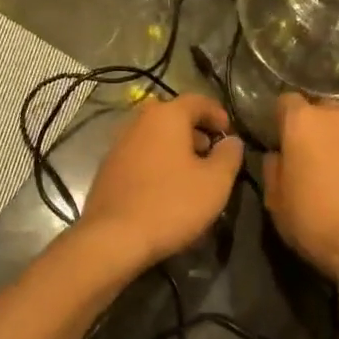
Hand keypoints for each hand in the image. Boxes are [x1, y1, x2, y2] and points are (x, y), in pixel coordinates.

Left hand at [76, 94, 242, 273]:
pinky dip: (156, 162)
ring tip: (190, 173)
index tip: (229, 133)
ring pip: (153, 136)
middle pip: (172, 116)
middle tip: (210, 152)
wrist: (113, 238)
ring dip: (174, 147)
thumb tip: (232, 141)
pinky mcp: (107, 168)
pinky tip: (165, 187)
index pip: (197, 100)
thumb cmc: (171, 204)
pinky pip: (139, 155)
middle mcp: (138, 122)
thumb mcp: (215, 182)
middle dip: (194, 130)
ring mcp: (118, 144)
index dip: (217, 114)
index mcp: (166, 116)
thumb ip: (229, 156)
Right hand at [261, 93, 338, 290]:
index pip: (286, 101)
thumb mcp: (276, 203)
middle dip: (317, 128)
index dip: (283, 119)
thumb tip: (277, 155)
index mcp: (303, 123)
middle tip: (313, 159)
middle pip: (323, 111)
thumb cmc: (317, 222)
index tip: (282, 140)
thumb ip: (273, 170)